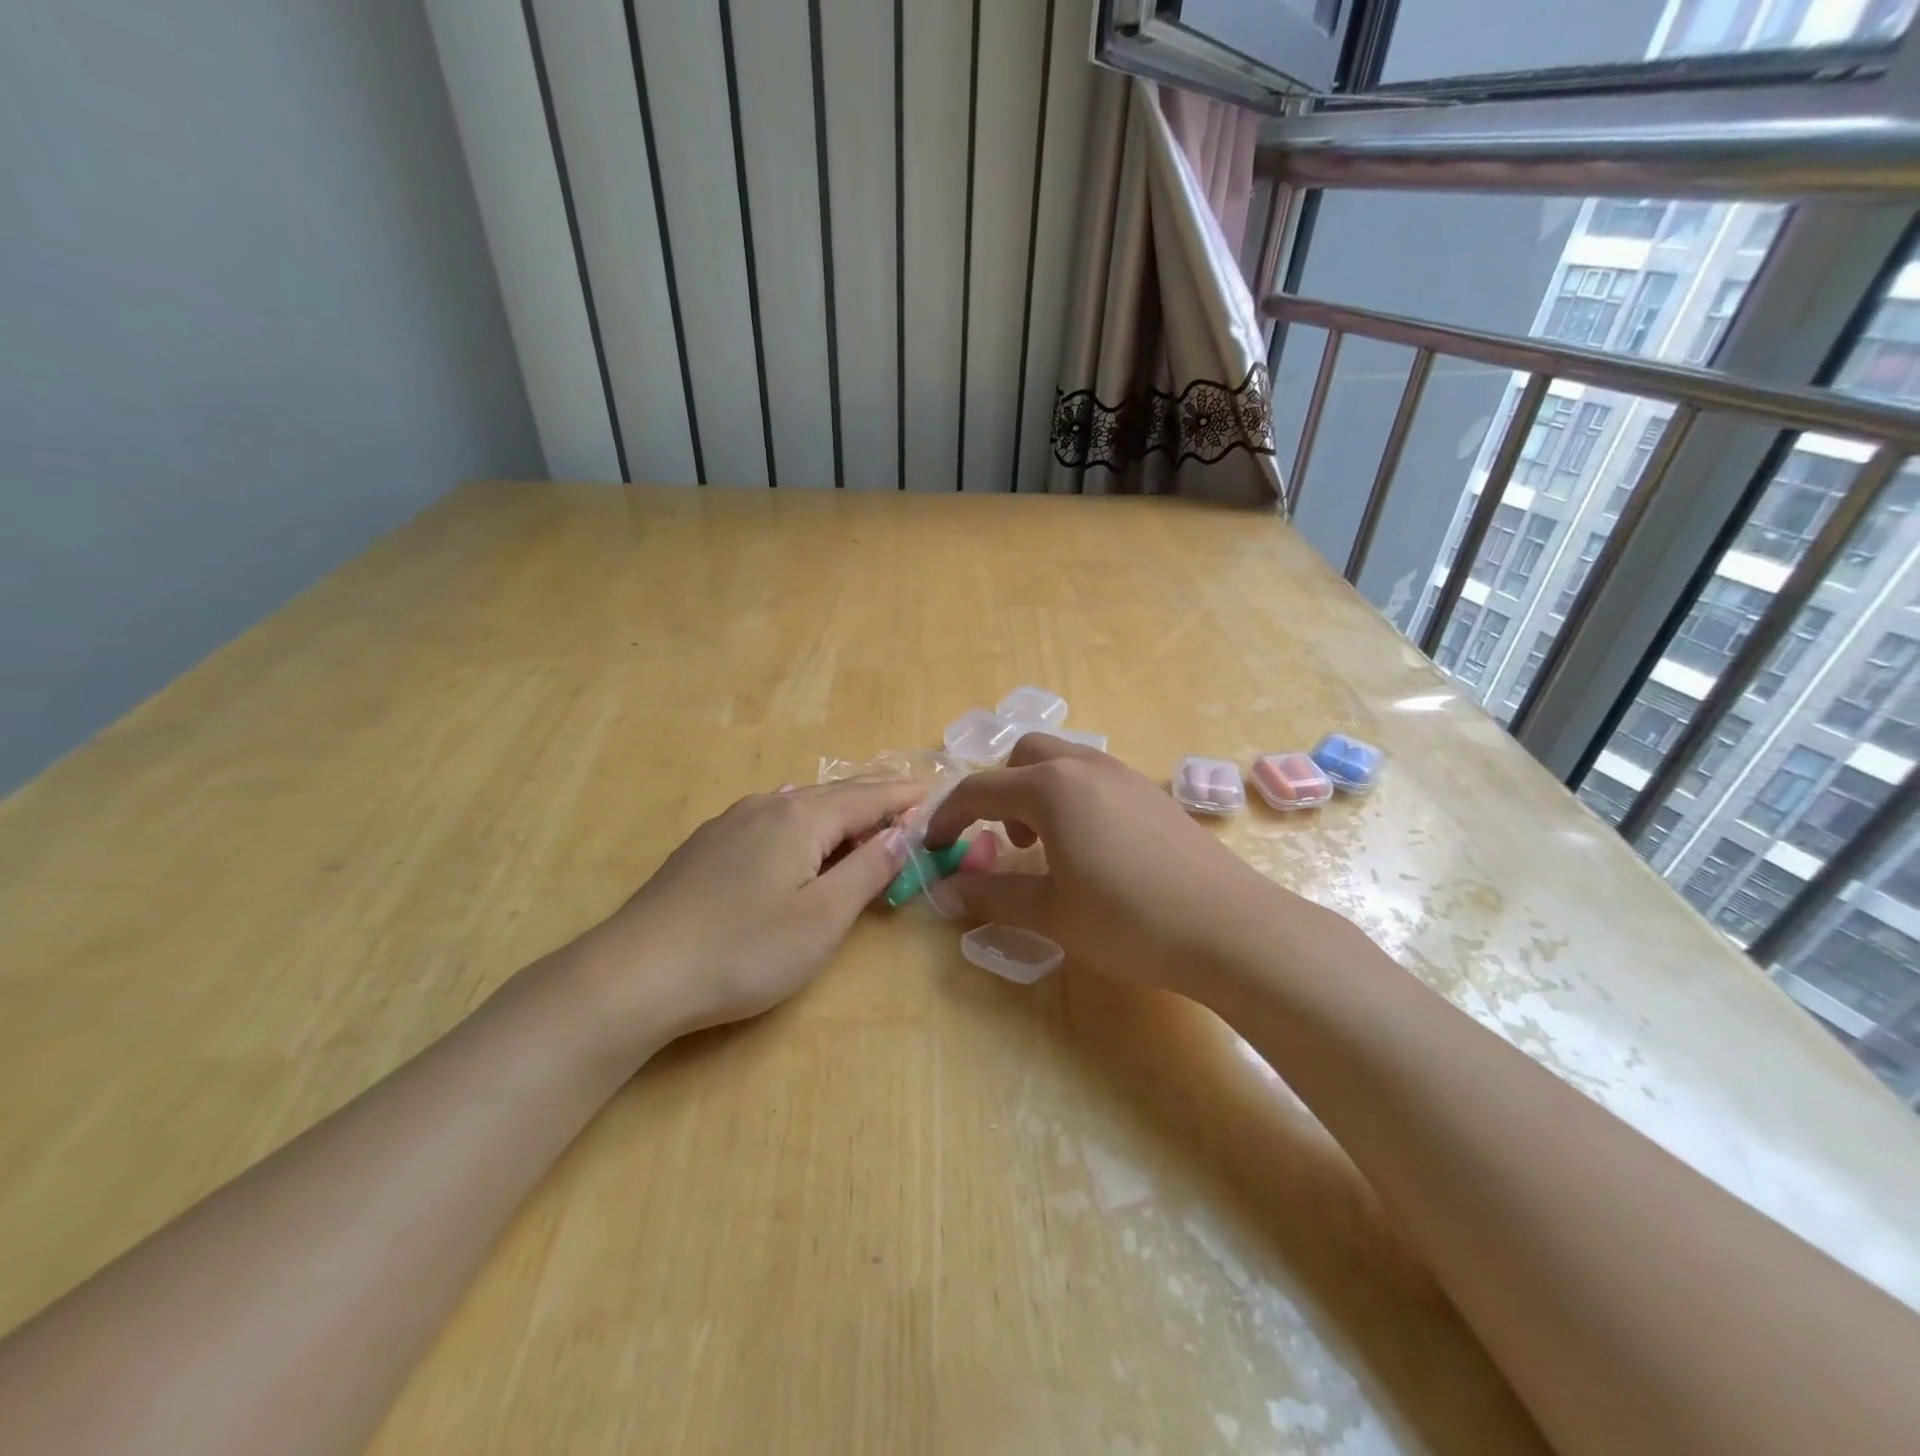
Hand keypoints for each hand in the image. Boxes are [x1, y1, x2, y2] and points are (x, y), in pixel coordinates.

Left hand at [570, 778, 923, 1048]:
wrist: (635, 974)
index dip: (905, 797)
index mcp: (802, 816)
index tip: (937, 794)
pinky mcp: (706, 845)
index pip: (869, 797)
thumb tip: (902, 832)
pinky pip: (771, 818)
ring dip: (839, 811)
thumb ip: (868, 869)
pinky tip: (797, 831)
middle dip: (876, 798)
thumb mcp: (823, 917)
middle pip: (835, 794)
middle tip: (910, 802)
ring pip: (800, 804)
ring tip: (864, 820)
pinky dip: (803, 823)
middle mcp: (768, 804)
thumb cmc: (744, 950)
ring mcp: (731, 822)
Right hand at [923, 736, 1304, 997]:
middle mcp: (1086, 766)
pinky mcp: (1152, 794)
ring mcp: (1125, 776)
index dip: (949, 816)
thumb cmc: (1129, 919)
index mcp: (1051, 787)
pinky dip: (1072, 799)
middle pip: (1023, 756)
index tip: (935, 846)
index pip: (980, 790)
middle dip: (999, 792)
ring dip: (1037, 792)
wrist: (1231, 928)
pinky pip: (1094, 778)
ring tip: (1047, 847)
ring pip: (1063, 762)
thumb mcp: (1051, 912)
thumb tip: (947, 891)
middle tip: (1004, 841)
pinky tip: (1091, 849)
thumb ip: (993, 895)